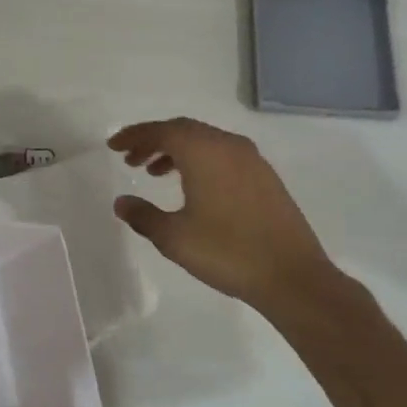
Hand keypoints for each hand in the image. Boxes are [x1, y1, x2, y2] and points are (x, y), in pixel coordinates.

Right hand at [109, 118, 335, 308]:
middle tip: (130, 159)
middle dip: (154, 140)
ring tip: (154, 173)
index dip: (134, 136)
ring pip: (205, 141)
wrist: (292, 275)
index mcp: (203, 151)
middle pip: (183, 130)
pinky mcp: (265, 176)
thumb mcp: (175, 238)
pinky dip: (200, 160)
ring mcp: (251, 159)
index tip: (113, 146)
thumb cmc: (228, 252)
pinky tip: (192, 187)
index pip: (161, 131)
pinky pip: (223, 154)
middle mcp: (227, 145)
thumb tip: (121, 202)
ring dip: (176, 151)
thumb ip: (143, 216)